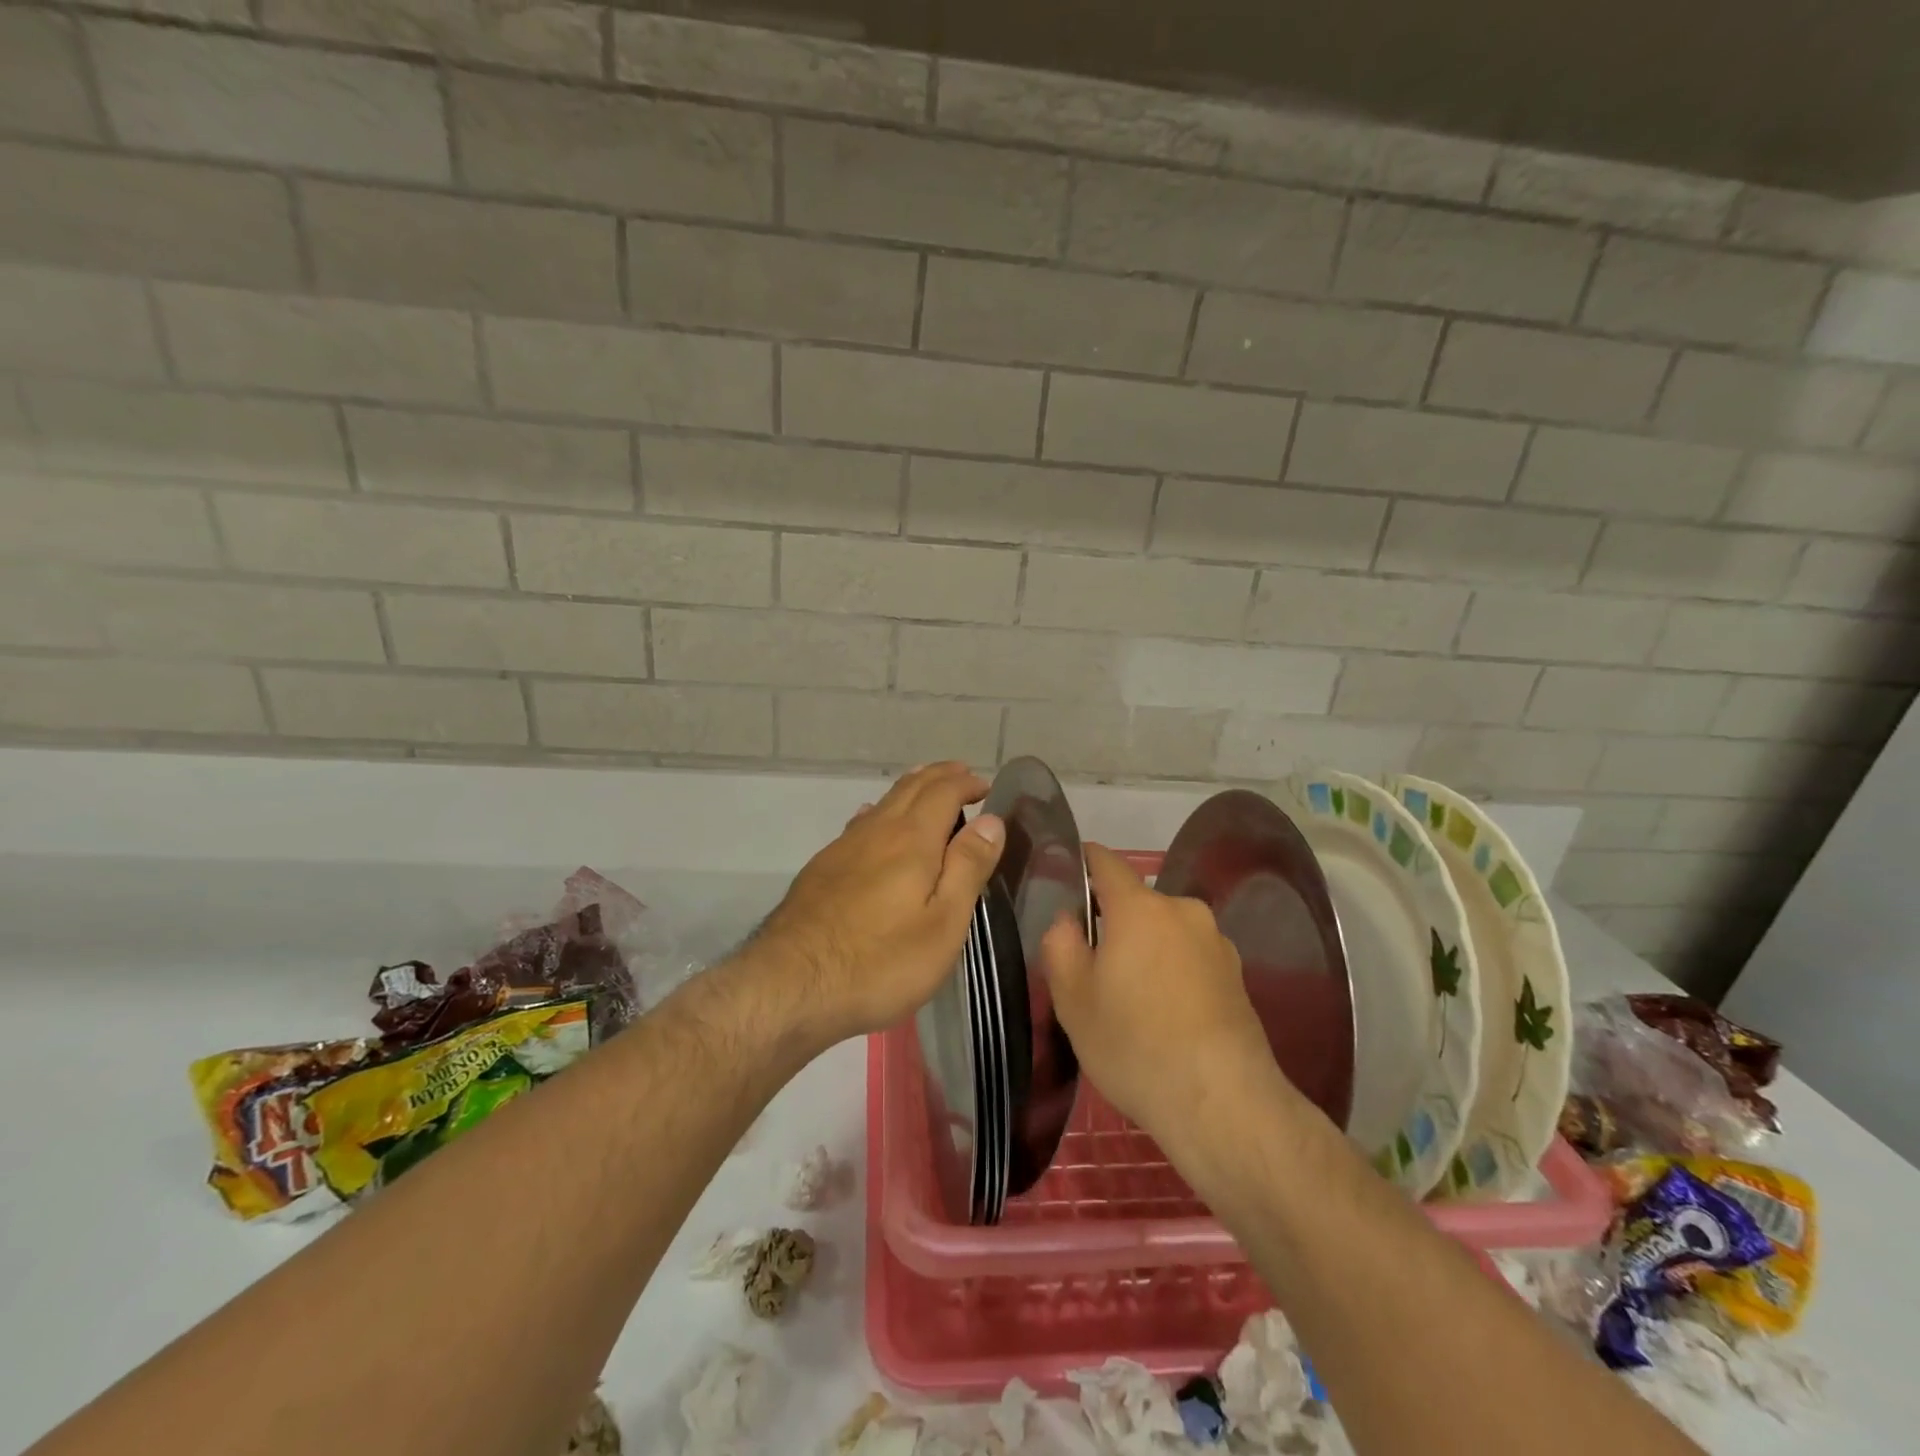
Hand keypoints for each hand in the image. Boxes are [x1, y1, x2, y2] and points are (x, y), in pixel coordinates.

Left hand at [756, 762, 1004, 1044]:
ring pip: (881, 803)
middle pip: (910, 788)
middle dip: (939, 776)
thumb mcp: (943, 923)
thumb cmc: (880, 962)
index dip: (966, 783)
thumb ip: (967, 867)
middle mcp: (876, 831)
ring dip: (910, 789)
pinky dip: (879, 812)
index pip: (943, 791)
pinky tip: (872, 822)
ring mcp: (842, 849)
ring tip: (926, 787)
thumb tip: (991, 820)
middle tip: (962, 775)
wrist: (790, 986)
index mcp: (911, 840)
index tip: (986, 787)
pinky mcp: (820, 870)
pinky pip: (858, 825)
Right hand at [1040, 844, 1287, 1148]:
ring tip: (1132, 1000)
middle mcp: (1183, 911)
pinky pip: (1190, 957)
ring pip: (1165, 931)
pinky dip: (1173, 972)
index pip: (1106, 861)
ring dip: (1146, 950)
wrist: (1223, 1103)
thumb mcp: (1073, 999)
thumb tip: (1069, 920)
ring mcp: (1216, 942)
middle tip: (1094, 967)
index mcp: (1140, 907)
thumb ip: (1060, 944)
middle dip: (1113, 923)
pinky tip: (1167, 1017)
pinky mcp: (1237, 975)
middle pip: (1137, 902)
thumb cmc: (1135, 1045)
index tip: (1067, 879)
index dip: (1083, 863)